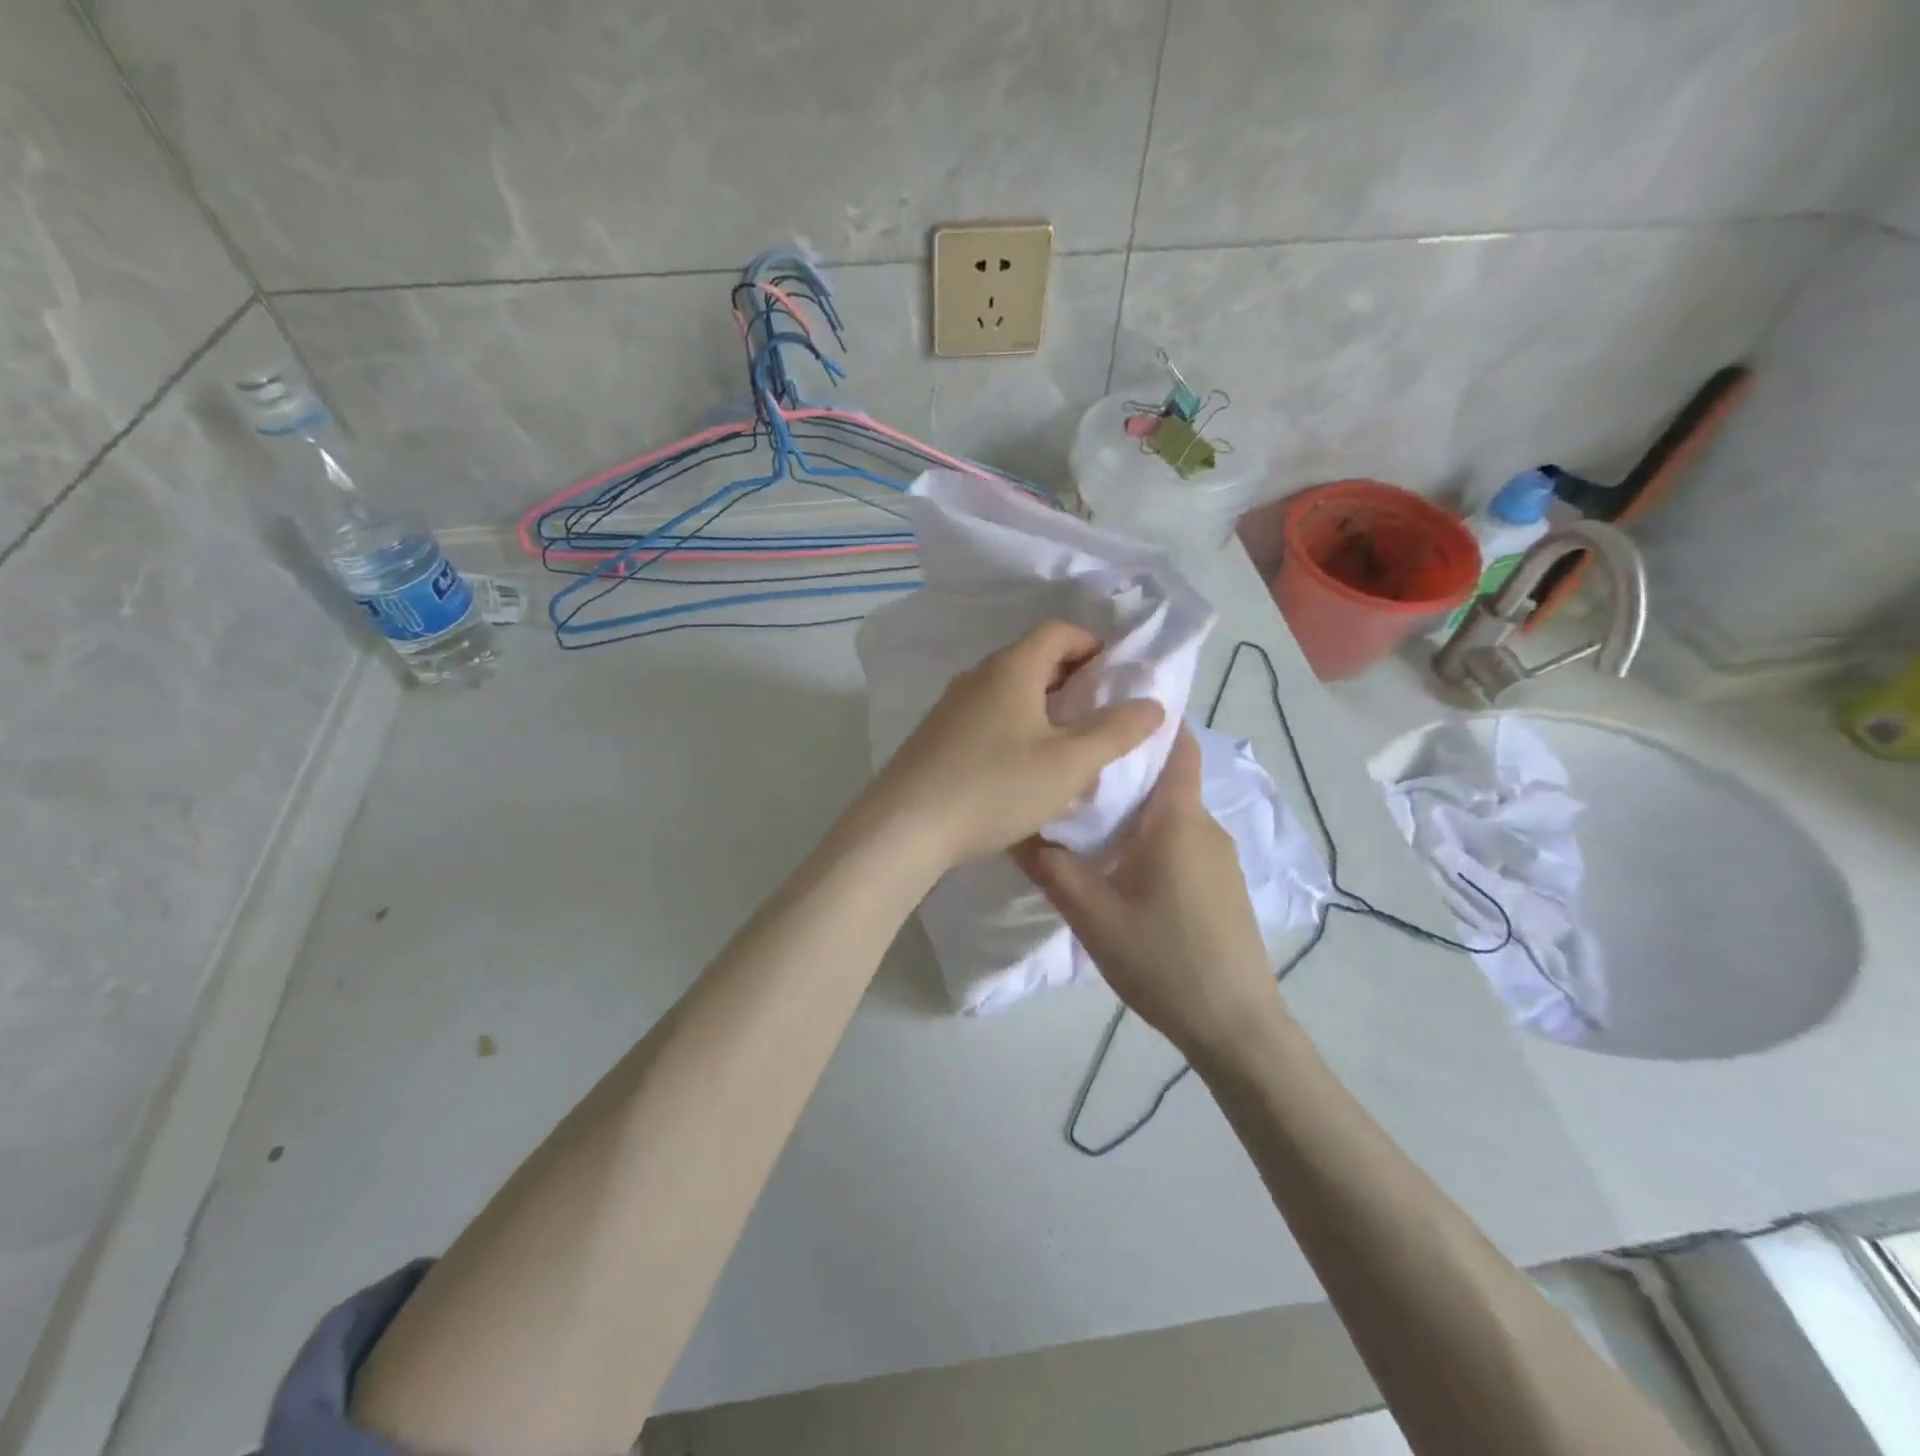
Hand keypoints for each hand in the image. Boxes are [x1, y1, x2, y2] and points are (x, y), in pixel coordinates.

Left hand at [862, 620, 1164, 870]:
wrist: (905, 827)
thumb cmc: (994, 787)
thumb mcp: (1068, 763)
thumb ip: (1115, 732)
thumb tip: (1153, 704)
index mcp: (1011, 667)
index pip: (1059, 631)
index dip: (1094, 646)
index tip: (1117, 678)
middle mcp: (977, 675)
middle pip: (1033, 658)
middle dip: (1073, 679)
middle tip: (1101, 714)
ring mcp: (951, 705)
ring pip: (1009, 690)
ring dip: (1044, 706)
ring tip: (1069, 743)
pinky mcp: (936, 735)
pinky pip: (987, 714)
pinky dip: (1016, 725)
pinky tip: (1023, 766)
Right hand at [1012, 728, 1284, 1062]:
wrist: (1235, 1026)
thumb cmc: (1162, 958)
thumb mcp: (1091, 914)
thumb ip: (1050, 867)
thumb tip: (1014, 827)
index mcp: (1178, 819)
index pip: (1176, 743)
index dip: (1146, 720)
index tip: (1103, 711)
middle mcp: (1206, 826)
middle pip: (1168, 777)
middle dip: (1126, 766)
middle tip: (1075, 769)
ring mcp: (1221, 857)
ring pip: (1173, 813)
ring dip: (1137, 808)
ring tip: (1088, 818)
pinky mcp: (1223, 885)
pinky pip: (1184, 841)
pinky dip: (1153, 836)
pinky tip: (1122, 865)